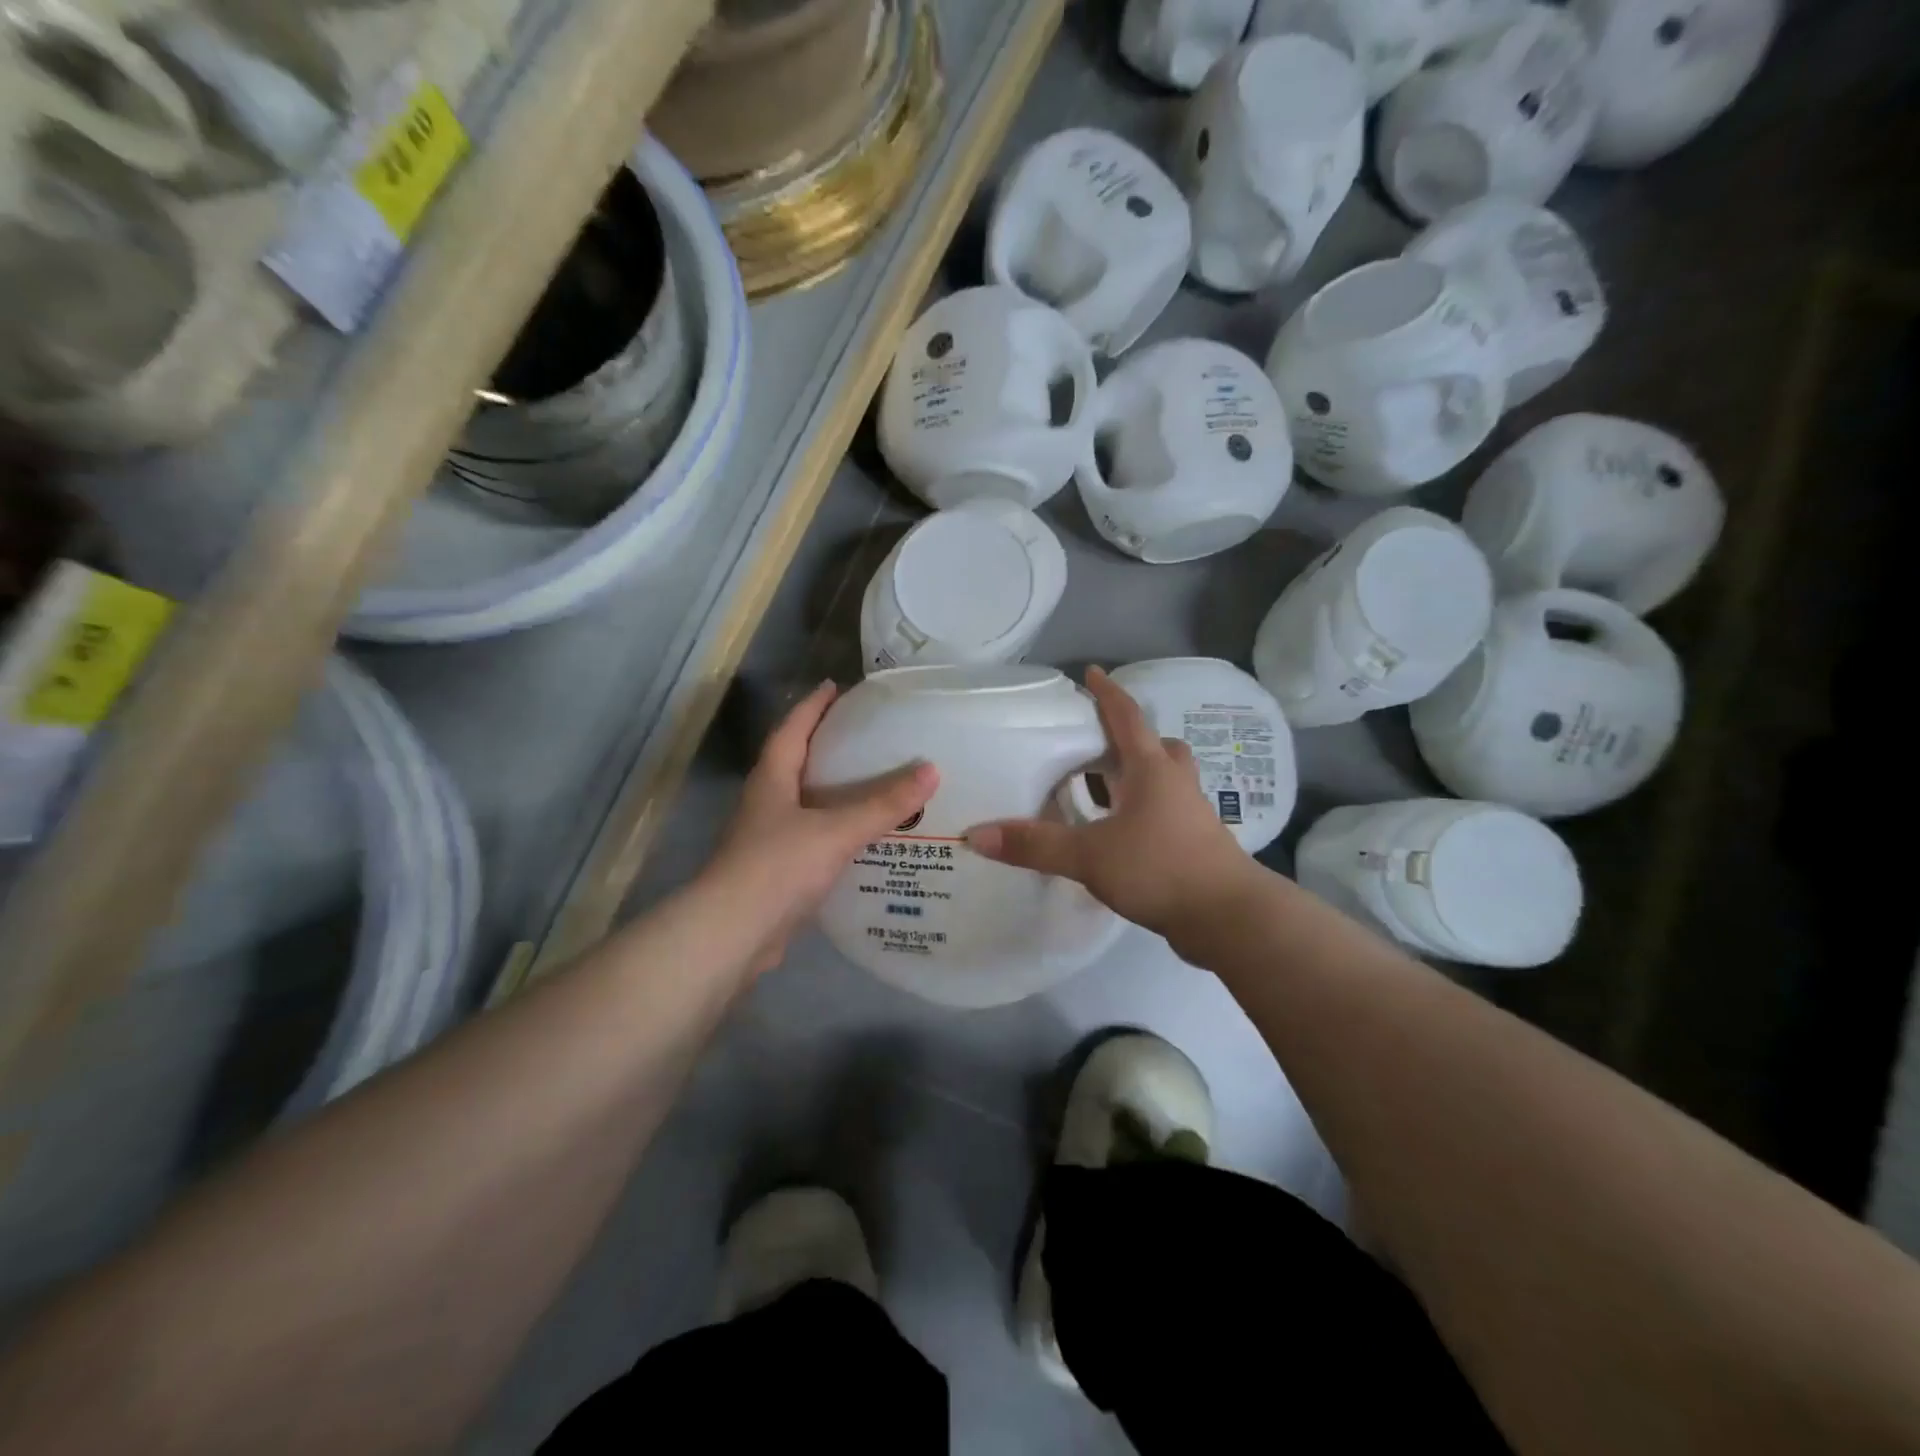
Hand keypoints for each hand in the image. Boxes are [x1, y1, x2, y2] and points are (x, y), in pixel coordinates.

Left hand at [705, 680, 937, 975]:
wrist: (734, 935)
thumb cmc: (778, 867)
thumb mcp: (836, 830)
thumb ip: (883, 804)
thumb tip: (932, 770)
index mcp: (772, 779)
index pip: (792, 728)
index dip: (814, 705)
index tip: (837, 686)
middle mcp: (767, 802)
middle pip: (798, 762)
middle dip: (830, 745)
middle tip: (871, 735)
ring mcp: (770, 838)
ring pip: (808, 803)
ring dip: (837, 791)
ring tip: (879, 783)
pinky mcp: (779, 871)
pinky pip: (816, 838)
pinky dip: (840, 830)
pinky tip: (868, 838)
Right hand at [966, 666, 1258, 950]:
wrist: (1228, 916)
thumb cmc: (1160, 868)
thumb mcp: (1089, 855)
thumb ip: (1035, 845)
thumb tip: (977, 835)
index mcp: (1151, 770)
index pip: (1127, 717)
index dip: (1108, 693)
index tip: (1091, 672)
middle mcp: (1175, 783)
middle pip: (1154, 746)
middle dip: (1125, 739)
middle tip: (1093, 744)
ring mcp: (1190, 814)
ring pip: (1162, 780)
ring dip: (1134, 776)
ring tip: (1099, 789)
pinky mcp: (1195, 843)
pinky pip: (1164, 811)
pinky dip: (1140, 810)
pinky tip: (1117, 832)